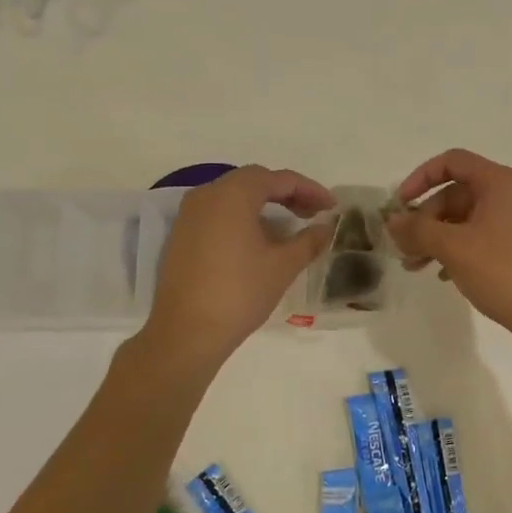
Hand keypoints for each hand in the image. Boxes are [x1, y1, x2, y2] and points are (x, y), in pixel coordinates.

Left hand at [142, 165, 333, 366]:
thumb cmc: (240, 292)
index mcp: (233, 194)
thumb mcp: (282, 266)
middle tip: (312, 213)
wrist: (186, 333)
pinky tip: (257, 240)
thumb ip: (308, 241)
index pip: (278, 179)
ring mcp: (188, 215)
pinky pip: (217, 214)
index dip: (309, 189)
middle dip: (286, 193)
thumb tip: (325, 228)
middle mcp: (207, 195)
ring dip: (263, 205)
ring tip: (288, 226)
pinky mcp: (180, 236)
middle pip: (253, 181)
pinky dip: (241, 218)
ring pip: (233, 197)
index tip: (331, 206)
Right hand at [386, 148, 511, 341]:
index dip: (420, 178)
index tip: (400, 206)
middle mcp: (510, 195)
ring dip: (436, 238)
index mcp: (499, 182)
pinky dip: (456, 250)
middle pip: (455, 194)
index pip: (451, 162)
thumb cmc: (505, 271)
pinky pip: (479, 238)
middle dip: (425, 219)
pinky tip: (442, 275)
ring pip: (465, 219)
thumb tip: (392, 220)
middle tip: (404, 249)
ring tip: (415, 267)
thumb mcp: (453, 247)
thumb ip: (418, 229)